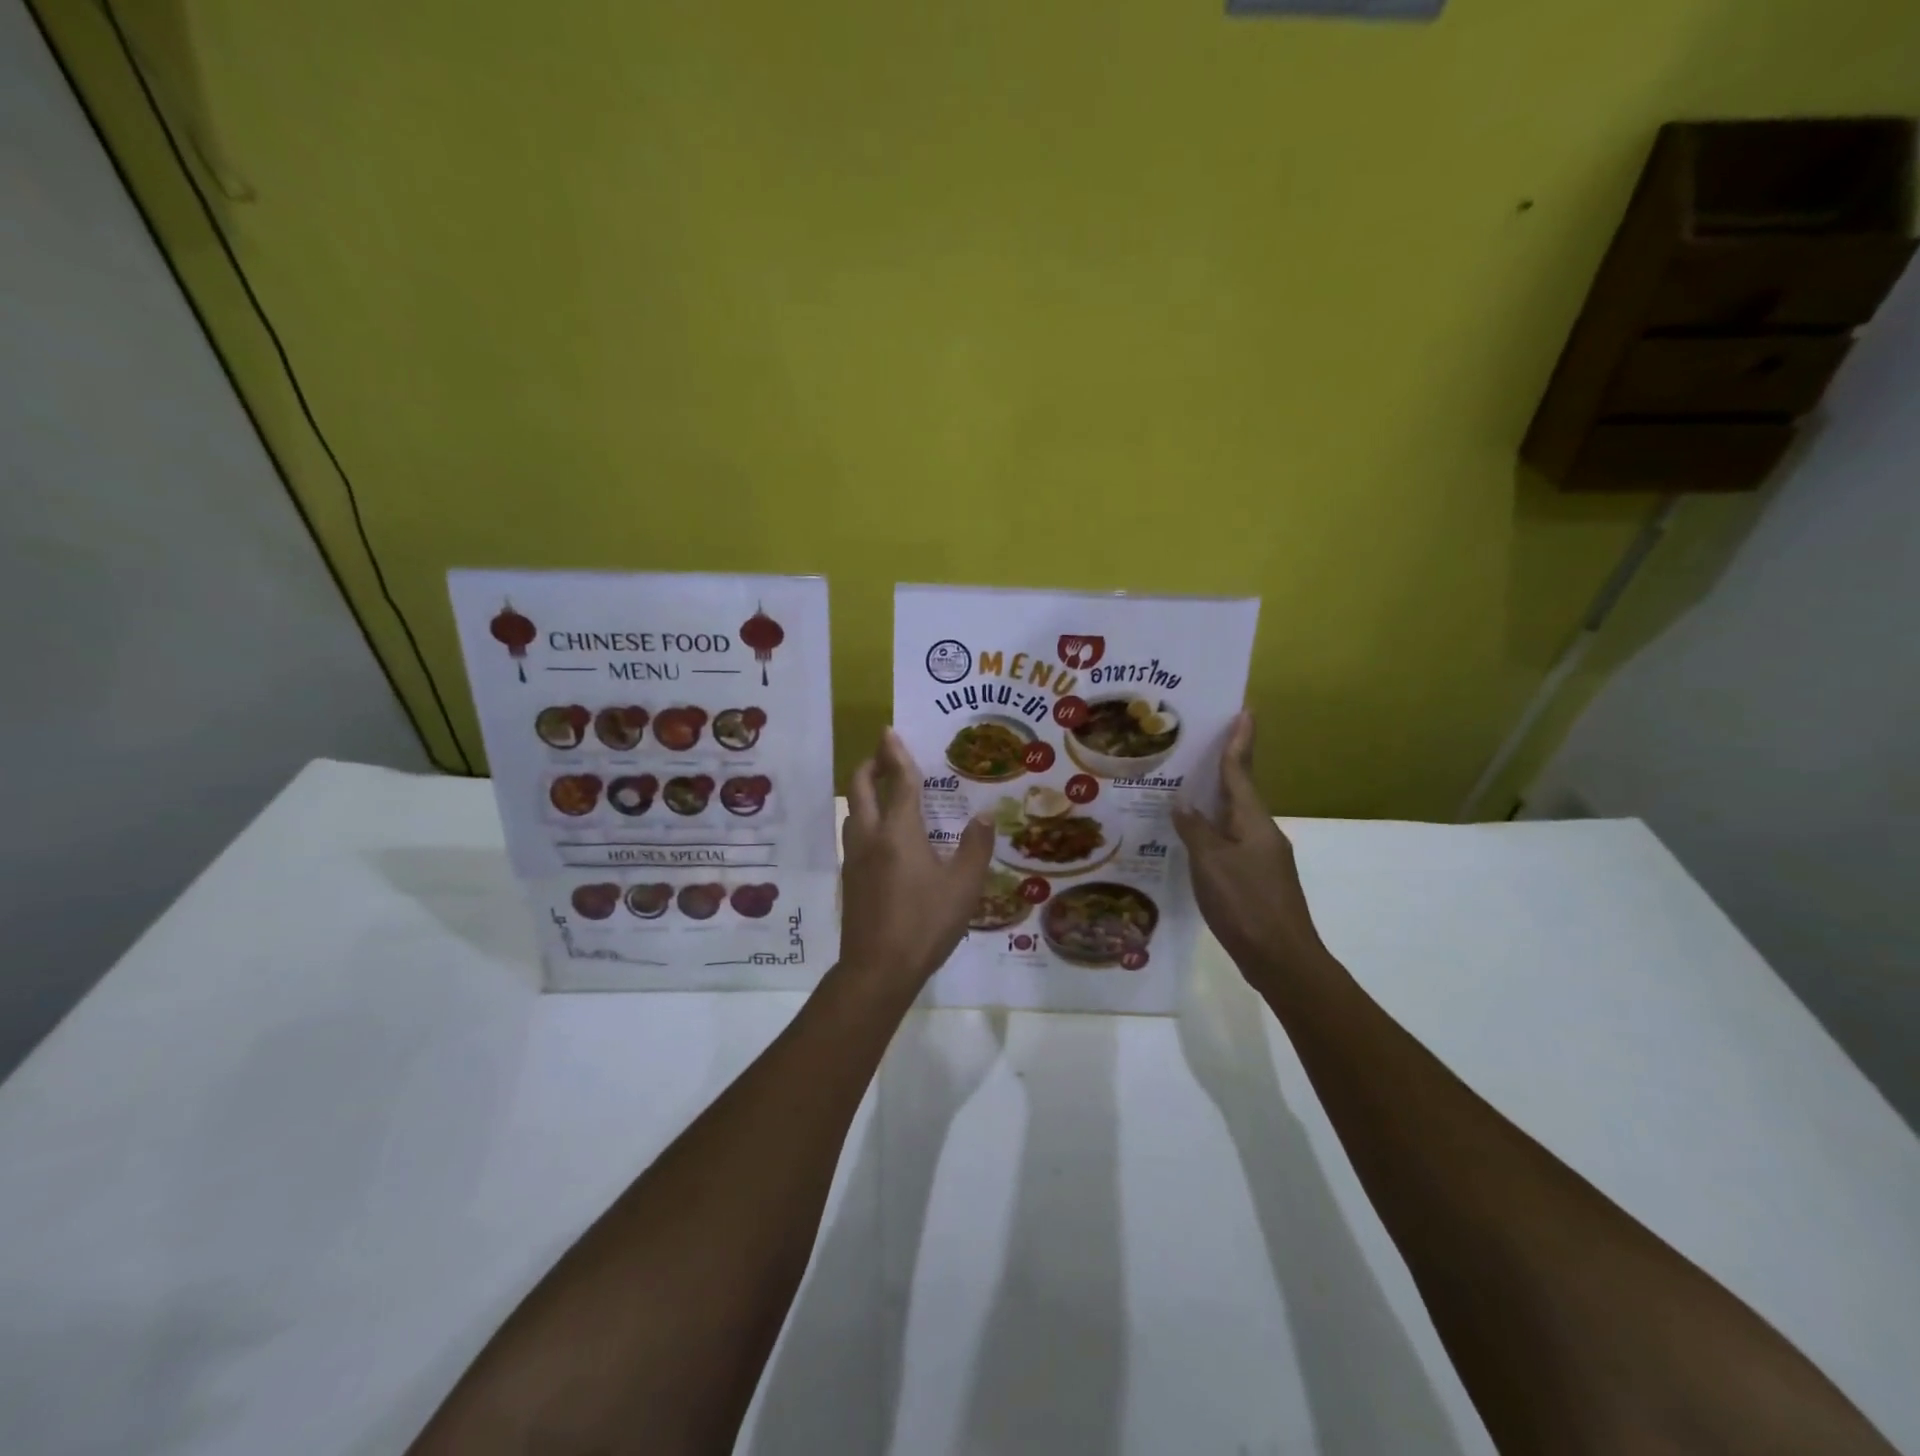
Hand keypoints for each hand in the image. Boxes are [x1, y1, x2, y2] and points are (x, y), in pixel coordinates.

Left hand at [841, 729, 994, 988]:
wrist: (877, 969)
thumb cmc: (925, 923)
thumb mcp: (964, 887)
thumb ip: (975, 847)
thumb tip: (983, 815)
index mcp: (899, 832)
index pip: (898, 782)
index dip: (895, 754)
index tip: (889, 731)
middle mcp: (871, 837)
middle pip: (861, 788)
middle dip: (870, 765)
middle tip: (884, 755)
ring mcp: (855, 858)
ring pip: (852, 812)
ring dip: (863, 792)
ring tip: (883, 790)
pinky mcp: (850, 879)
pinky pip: (855, 835)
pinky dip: (865, 818)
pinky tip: (882, 836)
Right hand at [1173, 712, 1326, 980]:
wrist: (1282, 959)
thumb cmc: (1246, 904)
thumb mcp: (1211, 863)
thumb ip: (1195, 830)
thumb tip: (1182, 801)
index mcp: (1254, 822)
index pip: (1241, 772)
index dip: (1239, 742)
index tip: (1244, 711)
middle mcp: (1262, 833)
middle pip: (1240, 791)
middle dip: (1224, 766)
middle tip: (1199, 744)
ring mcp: (1262, 857)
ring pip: (1234, 818)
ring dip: (1214, 800)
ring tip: (1185, 787)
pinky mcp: (1256, 879)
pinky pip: (1230, 842)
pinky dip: (1212, 831)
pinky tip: (1191, 839)